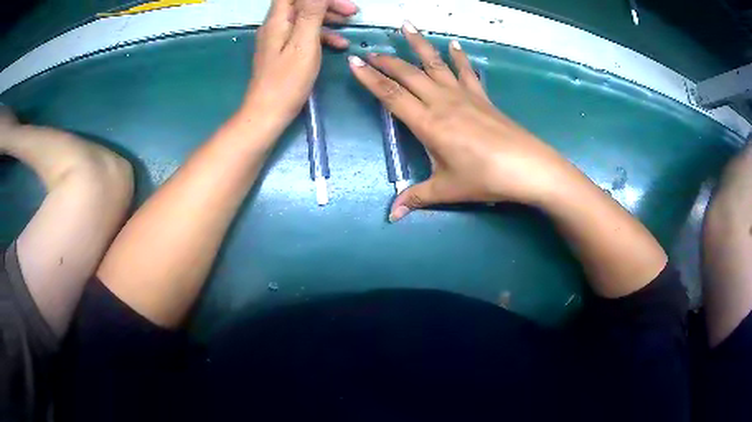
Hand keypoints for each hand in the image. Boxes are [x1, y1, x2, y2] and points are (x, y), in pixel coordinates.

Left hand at [243, 0, 357, 131]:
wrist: (267, 114)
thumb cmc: (286, 81)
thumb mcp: (303, 44)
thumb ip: (311, 13)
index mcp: (278, 20)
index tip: (338, 1)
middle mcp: (275, 25)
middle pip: (301, 3)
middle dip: (327, 4)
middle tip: (352, 11)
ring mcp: (278, 39)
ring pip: (304, 18)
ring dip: (327, 18)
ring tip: (349, 24)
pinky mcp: (282, 52)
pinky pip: (303, 34)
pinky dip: (321, 35)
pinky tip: (338, 45)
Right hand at [348, 21, 578, 221]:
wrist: (528, 168)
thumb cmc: (485, 178)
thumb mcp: (447, 190)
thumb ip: (416, 198)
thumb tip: (392, 216)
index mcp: (428, 123)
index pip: (391, 95)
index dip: (370, 79)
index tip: (354, 62)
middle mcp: (442, 102)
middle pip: (408, 75)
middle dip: (386, 61)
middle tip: (369, 51)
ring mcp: (464, 96)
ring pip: (435, 64)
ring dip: (418, 44)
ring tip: (406, 25)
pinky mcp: (482, 97)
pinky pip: (467, 71)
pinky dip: (459, 57)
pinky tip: (454, 44)